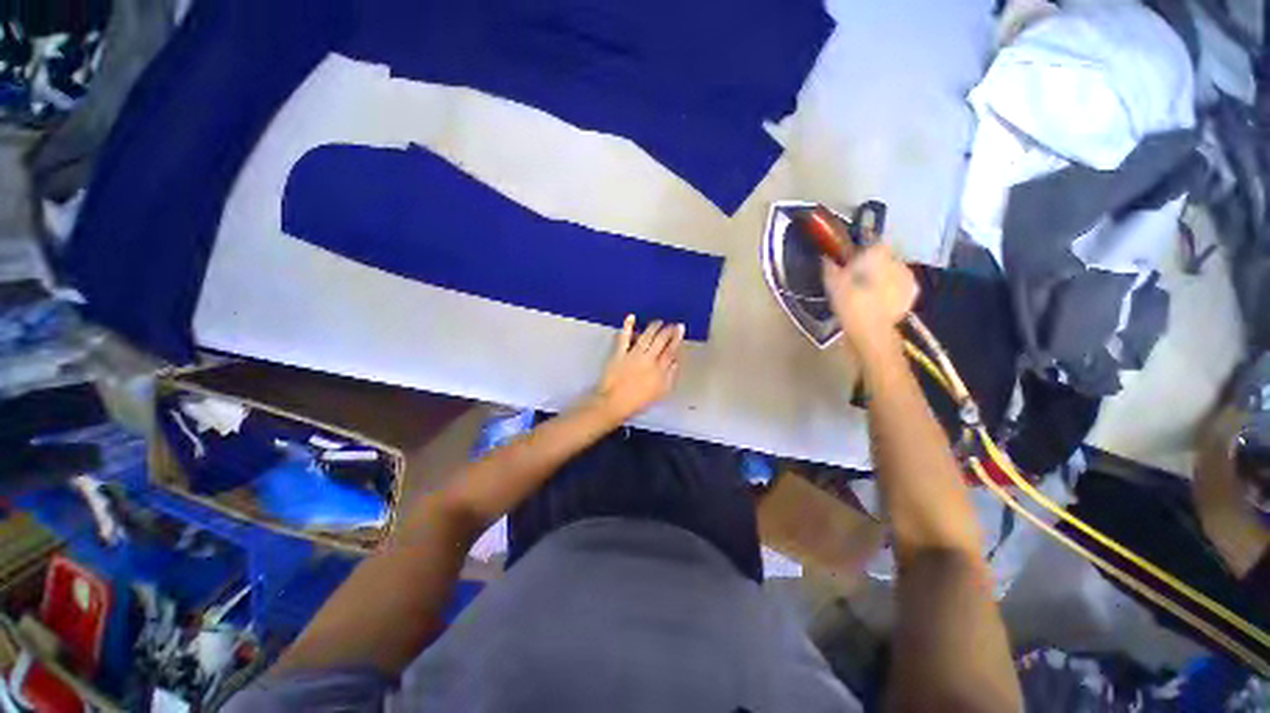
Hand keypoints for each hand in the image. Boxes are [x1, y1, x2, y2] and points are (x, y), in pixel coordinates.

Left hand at [590, 316, 684, 422]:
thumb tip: (675, 362)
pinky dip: (628, 326)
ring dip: (654, 327)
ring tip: (659, 322)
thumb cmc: (638, 401)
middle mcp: (648, 359)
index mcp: (659, 369)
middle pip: (661, 341)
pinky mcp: (619, 353)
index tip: (680, 329)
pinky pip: (624, 337)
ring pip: (646, 336)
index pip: (671, 350)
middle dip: (668, 330)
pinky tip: (631, 317)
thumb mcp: (660, 393)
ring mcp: (633, 354)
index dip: (676, 339)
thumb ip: (670, 376)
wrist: (615, 403)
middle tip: (672, 324)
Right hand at [822, 243, 917, 353]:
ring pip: (892, 270)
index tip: (849, 261)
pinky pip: (899, 285)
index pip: (871, 242)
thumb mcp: (832, 283)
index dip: (860, 250)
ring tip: (867, 291)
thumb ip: (830, 266)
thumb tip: (826, 257)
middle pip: (883, 256)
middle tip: (856, 278)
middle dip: (873, 264)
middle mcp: (897, 260)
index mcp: (878, 253)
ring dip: (882, 276)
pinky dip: (890, 289)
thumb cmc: (850, 303)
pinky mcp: (912, 294)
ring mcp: (908, 277)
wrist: (872, 331)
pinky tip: (878, 300)